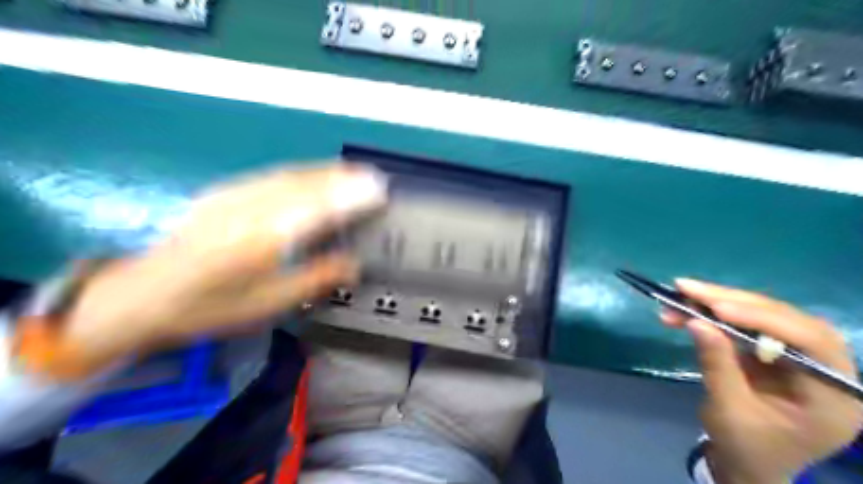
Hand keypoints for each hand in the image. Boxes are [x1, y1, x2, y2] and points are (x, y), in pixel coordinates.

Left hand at [60, 165, 384, 376]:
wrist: (145, 295)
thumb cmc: (212, 307)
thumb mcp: (269, 303)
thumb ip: (315, 279)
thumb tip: (353, 264)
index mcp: (262, 239)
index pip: (318, 209)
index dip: (350, 197)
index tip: (377, 191)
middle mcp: (249, 209)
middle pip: (305, 185)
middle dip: (342, 179)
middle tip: (373, 178)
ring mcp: (233, 196)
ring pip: (289, 175)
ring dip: (324, 172)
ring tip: (351, 172)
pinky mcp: (224, 193)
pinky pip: (270, 176)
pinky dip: (300, 173)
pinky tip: (311, 175)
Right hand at [662, 281, 857, 482]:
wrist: (749, 465)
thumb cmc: (746, 448)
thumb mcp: (729, 411)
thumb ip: (718, 366)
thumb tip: (696, 322)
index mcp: (835, 397)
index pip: (812, 343)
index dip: (765, 319)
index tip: (716, 309)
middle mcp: (827, 370)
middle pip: (787, 320)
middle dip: (733, 301)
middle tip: (687, 289)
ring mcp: (801, 357)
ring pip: (766, 315)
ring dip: (720, 301)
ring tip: (681, 294)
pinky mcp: (776, 351)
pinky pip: (748, 323)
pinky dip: (716, 313)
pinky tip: (689, 308)